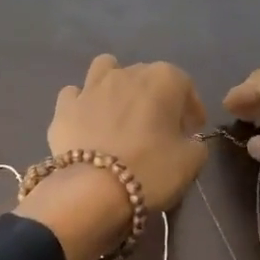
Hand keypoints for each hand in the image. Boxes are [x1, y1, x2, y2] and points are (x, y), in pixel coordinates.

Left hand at [19, 56, 208, 259]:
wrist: (92, 189)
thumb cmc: (150, 170)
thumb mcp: (191, 162)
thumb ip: (195, 144)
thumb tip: (187, 140)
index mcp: (163, 79)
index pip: (185, 85)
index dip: (191, 108)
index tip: (191, 130)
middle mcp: (126, 73)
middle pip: (146, 77)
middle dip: (155, 98)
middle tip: (159, 128)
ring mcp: (91, 86)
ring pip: (105, 70)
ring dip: (115, 85)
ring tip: (119, 111)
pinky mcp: (64, 106)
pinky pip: (75, 94)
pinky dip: (82, 104)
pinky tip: (87, 122)